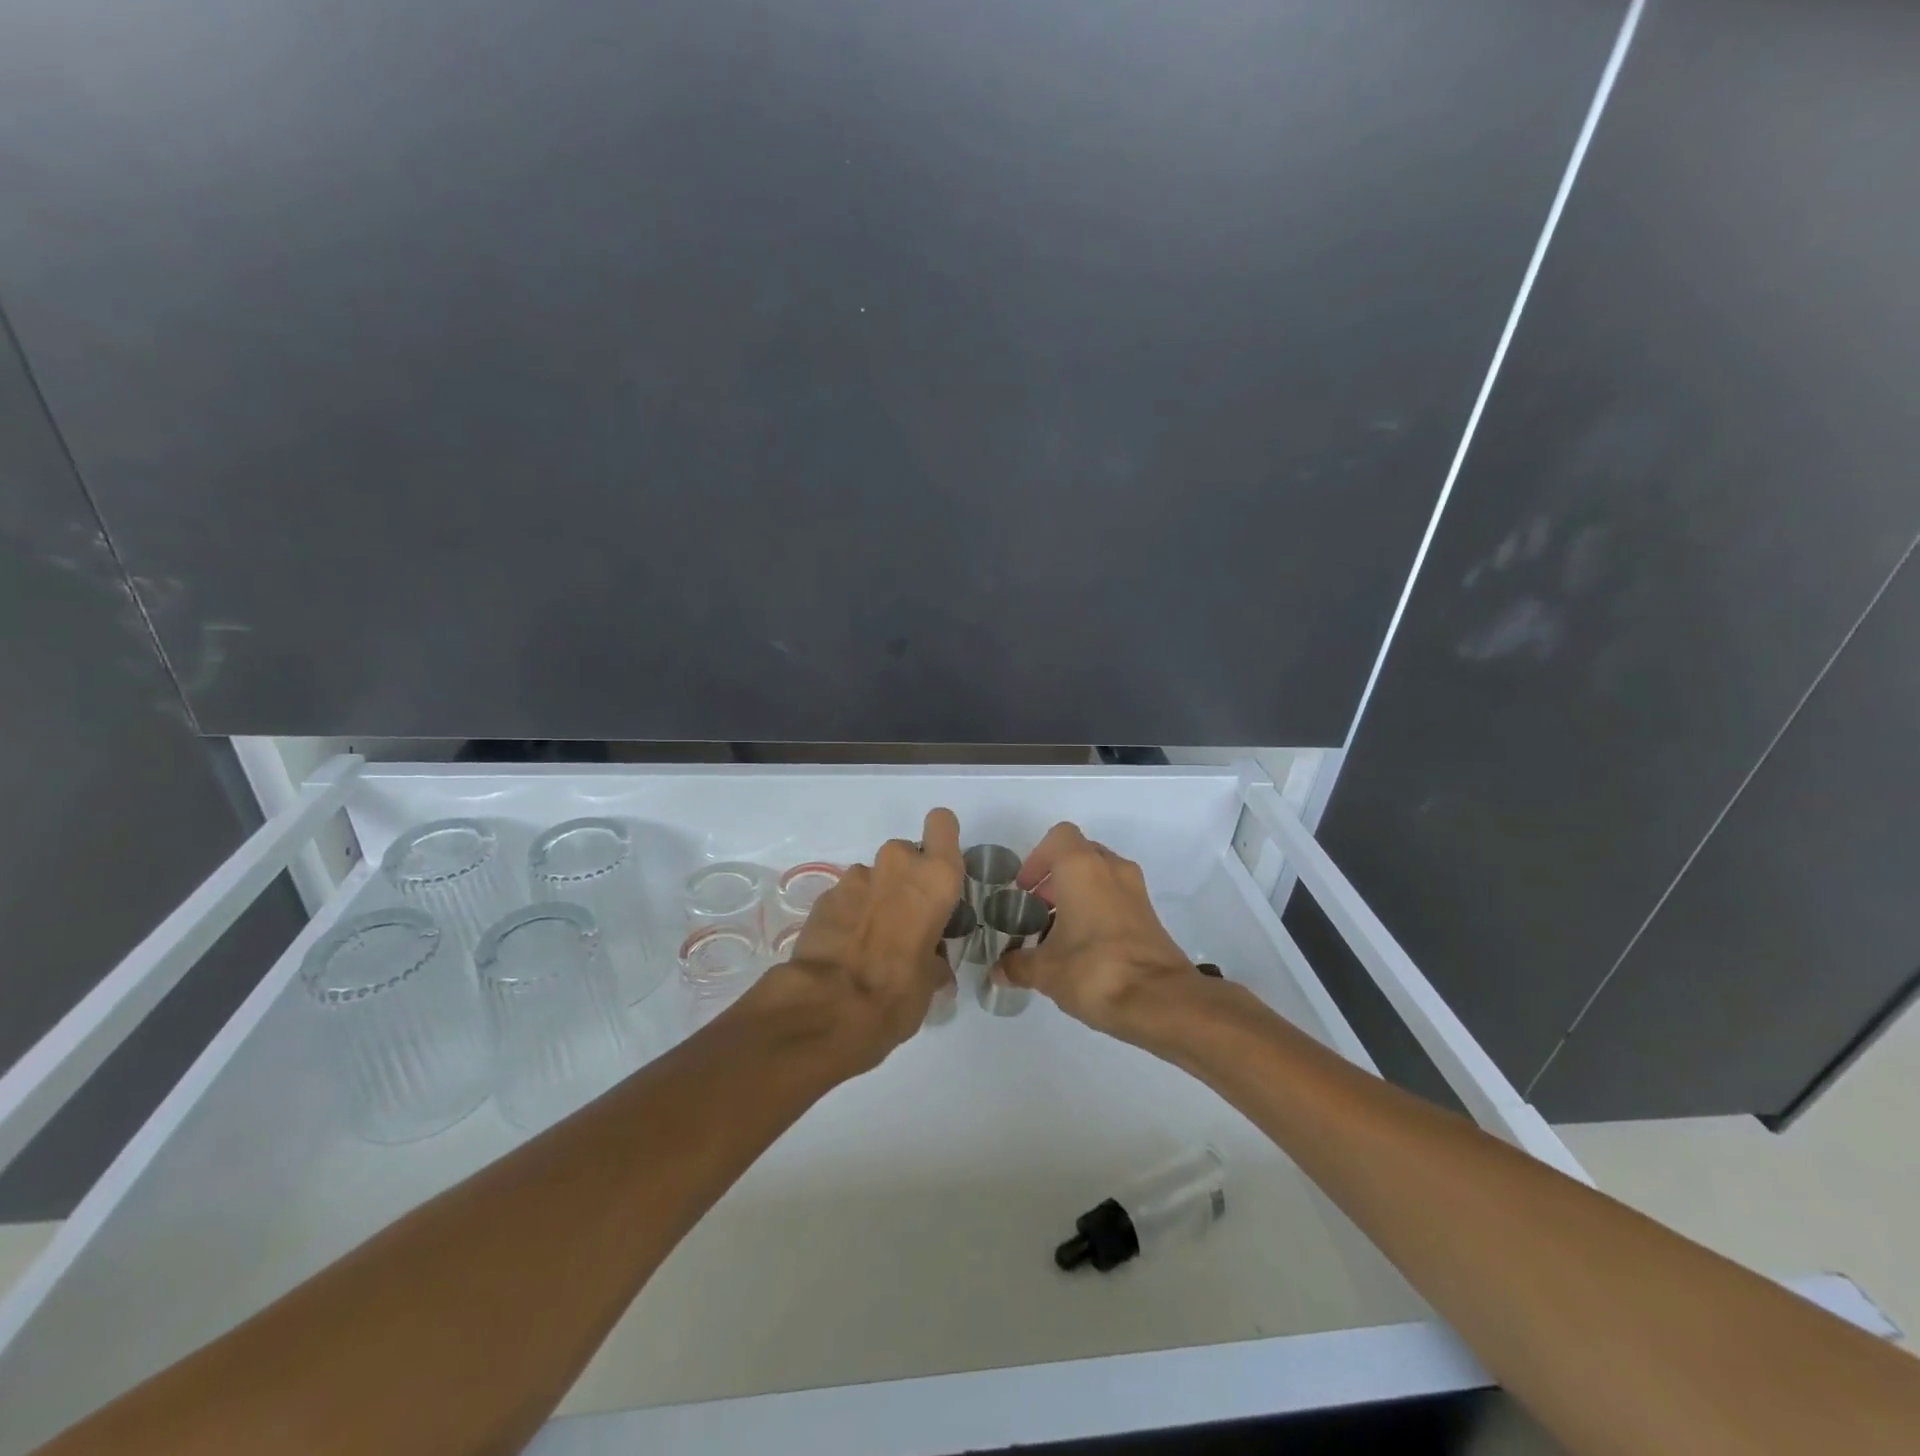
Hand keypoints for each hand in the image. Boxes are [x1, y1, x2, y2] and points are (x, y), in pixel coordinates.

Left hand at [754, 807, 962, 1065]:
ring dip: (875, 898)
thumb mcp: (932, 980)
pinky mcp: (824, 896)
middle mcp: (897, 865)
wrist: (828, 1007)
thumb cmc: (898, 991)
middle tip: (906, 918)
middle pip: (906, 853)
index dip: (941, 839)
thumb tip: (931, 963)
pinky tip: (845, 948)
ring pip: (873, 876)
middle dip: (905, 879)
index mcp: (935, 878)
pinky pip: (846, 897)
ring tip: (872, 940)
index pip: (942, 823)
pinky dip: (848, 914)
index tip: (938, 867)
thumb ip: (934, 957)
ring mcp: (855, 878)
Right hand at [997, 822, 1197, 1042]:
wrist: (1160, 1001)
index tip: (1025, 890)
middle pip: (1079, 855)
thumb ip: (1018, 965)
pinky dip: (1098, 910)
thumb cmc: (1093, 970)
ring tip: (1059, 932)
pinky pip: (1117, 898)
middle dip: (1056, 878)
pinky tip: (1084, 948)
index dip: (1037, 859)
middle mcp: (1111, 868)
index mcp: (1082, 867)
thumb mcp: (1045, 971)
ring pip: (1101, 876)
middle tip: (1038, 910)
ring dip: (1078, 894)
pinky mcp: (1150, 915)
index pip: (1058, 837)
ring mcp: (1135, 891)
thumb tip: (999, 971)